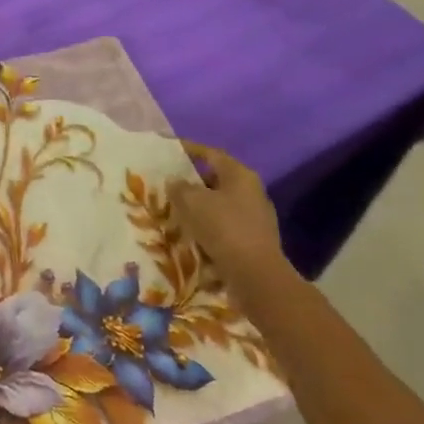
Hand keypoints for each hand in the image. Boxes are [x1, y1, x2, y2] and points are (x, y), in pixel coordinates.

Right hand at [170, 142, 293, 305]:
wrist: (255, 274)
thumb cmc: (223, 228)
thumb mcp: (192, 202)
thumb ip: (180, 187)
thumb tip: (175, 181)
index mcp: (240, 175)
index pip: (211, 153)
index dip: (189, 149)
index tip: (169, 148)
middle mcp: (252, 191)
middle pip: (217, 178)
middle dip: (192, 179)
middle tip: (169, 182)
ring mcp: (255, 216)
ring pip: (220, 202)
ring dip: (199, 204)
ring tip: (175, 208)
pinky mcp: (252, 238)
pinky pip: (224, 223)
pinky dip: (207, 223)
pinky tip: (190, 231)